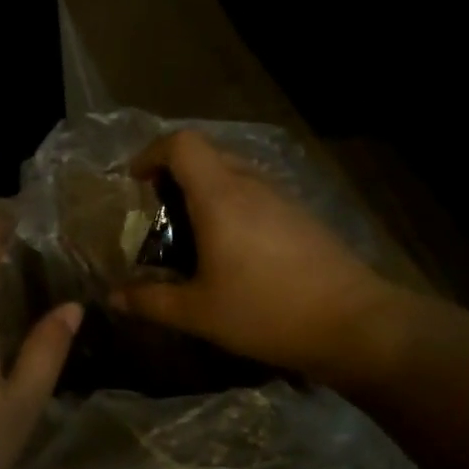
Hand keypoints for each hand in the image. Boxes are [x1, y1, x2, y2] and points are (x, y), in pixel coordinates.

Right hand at [110, 131, 393, 380]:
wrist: (354, 324)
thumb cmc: (266, 312)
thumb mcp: (199, 313)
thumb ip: (151, 301)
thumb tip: (114, 298)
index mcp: (220, 196)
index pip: (182, 143)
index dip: (152, 153)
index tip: (136, 182)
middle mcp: (250, 184)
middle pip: (206, 154)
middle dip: (175, 174)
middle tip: (160, 212)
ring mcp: (282, 197)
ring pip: (234, 173)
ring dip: (206, 190)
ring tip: (195, 234)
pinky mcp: (302, 215)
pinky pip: (256, 193)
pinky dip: (233, 205)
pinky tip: (236, 250)